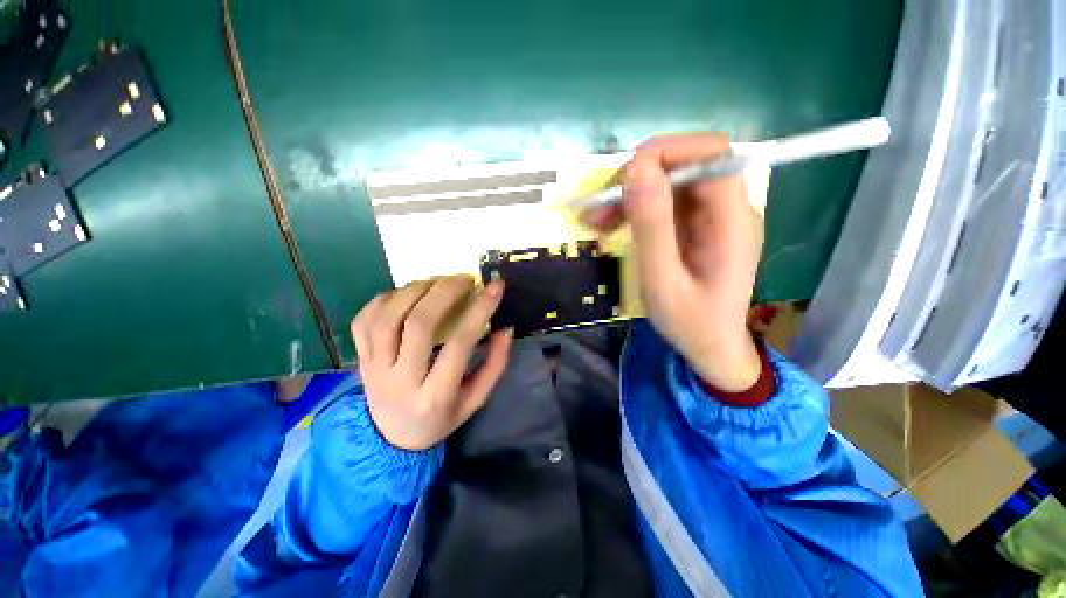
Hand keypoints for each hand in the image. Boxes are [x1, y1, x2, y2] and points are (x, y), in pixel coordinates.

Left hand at [351, 275, 512, 449]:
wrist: (391, 439)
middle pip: (418, 324)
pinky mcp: (360, 359)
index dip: (479, 311)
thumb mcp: (475, 400)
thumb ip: (494, 366)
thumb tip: (505, 329)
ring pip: (387, 317)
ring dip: (415, 290)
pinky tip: (406, 295)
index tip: (494, 287)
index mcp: (436, 395)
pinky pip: (364, 320)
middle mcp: (401, 380)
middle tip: (464, 279)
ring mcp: (374, 368)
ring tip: (437, 282)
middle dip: (445, 292)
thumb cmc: (440, 419)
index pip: (459, 344)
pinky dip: (385, 299)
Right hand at [583, 134, 763, 391]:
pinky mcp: (695, 226)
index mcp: (731, 220)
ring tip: (595, 221)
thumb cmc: (690, 323)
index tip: (622, 179)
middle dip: (635, 180)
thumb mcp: (662, 281)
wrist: (710, 348)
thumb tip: (637, 168)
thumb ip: (652, 227)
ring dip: (628, 196)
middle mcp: (726, 209)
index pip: (710, 154)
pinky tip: (610, 226)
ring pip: (667, 184)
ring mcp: (710, 217)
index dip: (666, 153)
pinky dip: (633, 210)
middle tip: (597, 209)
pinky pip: (662, 204)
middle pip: (683, 166)